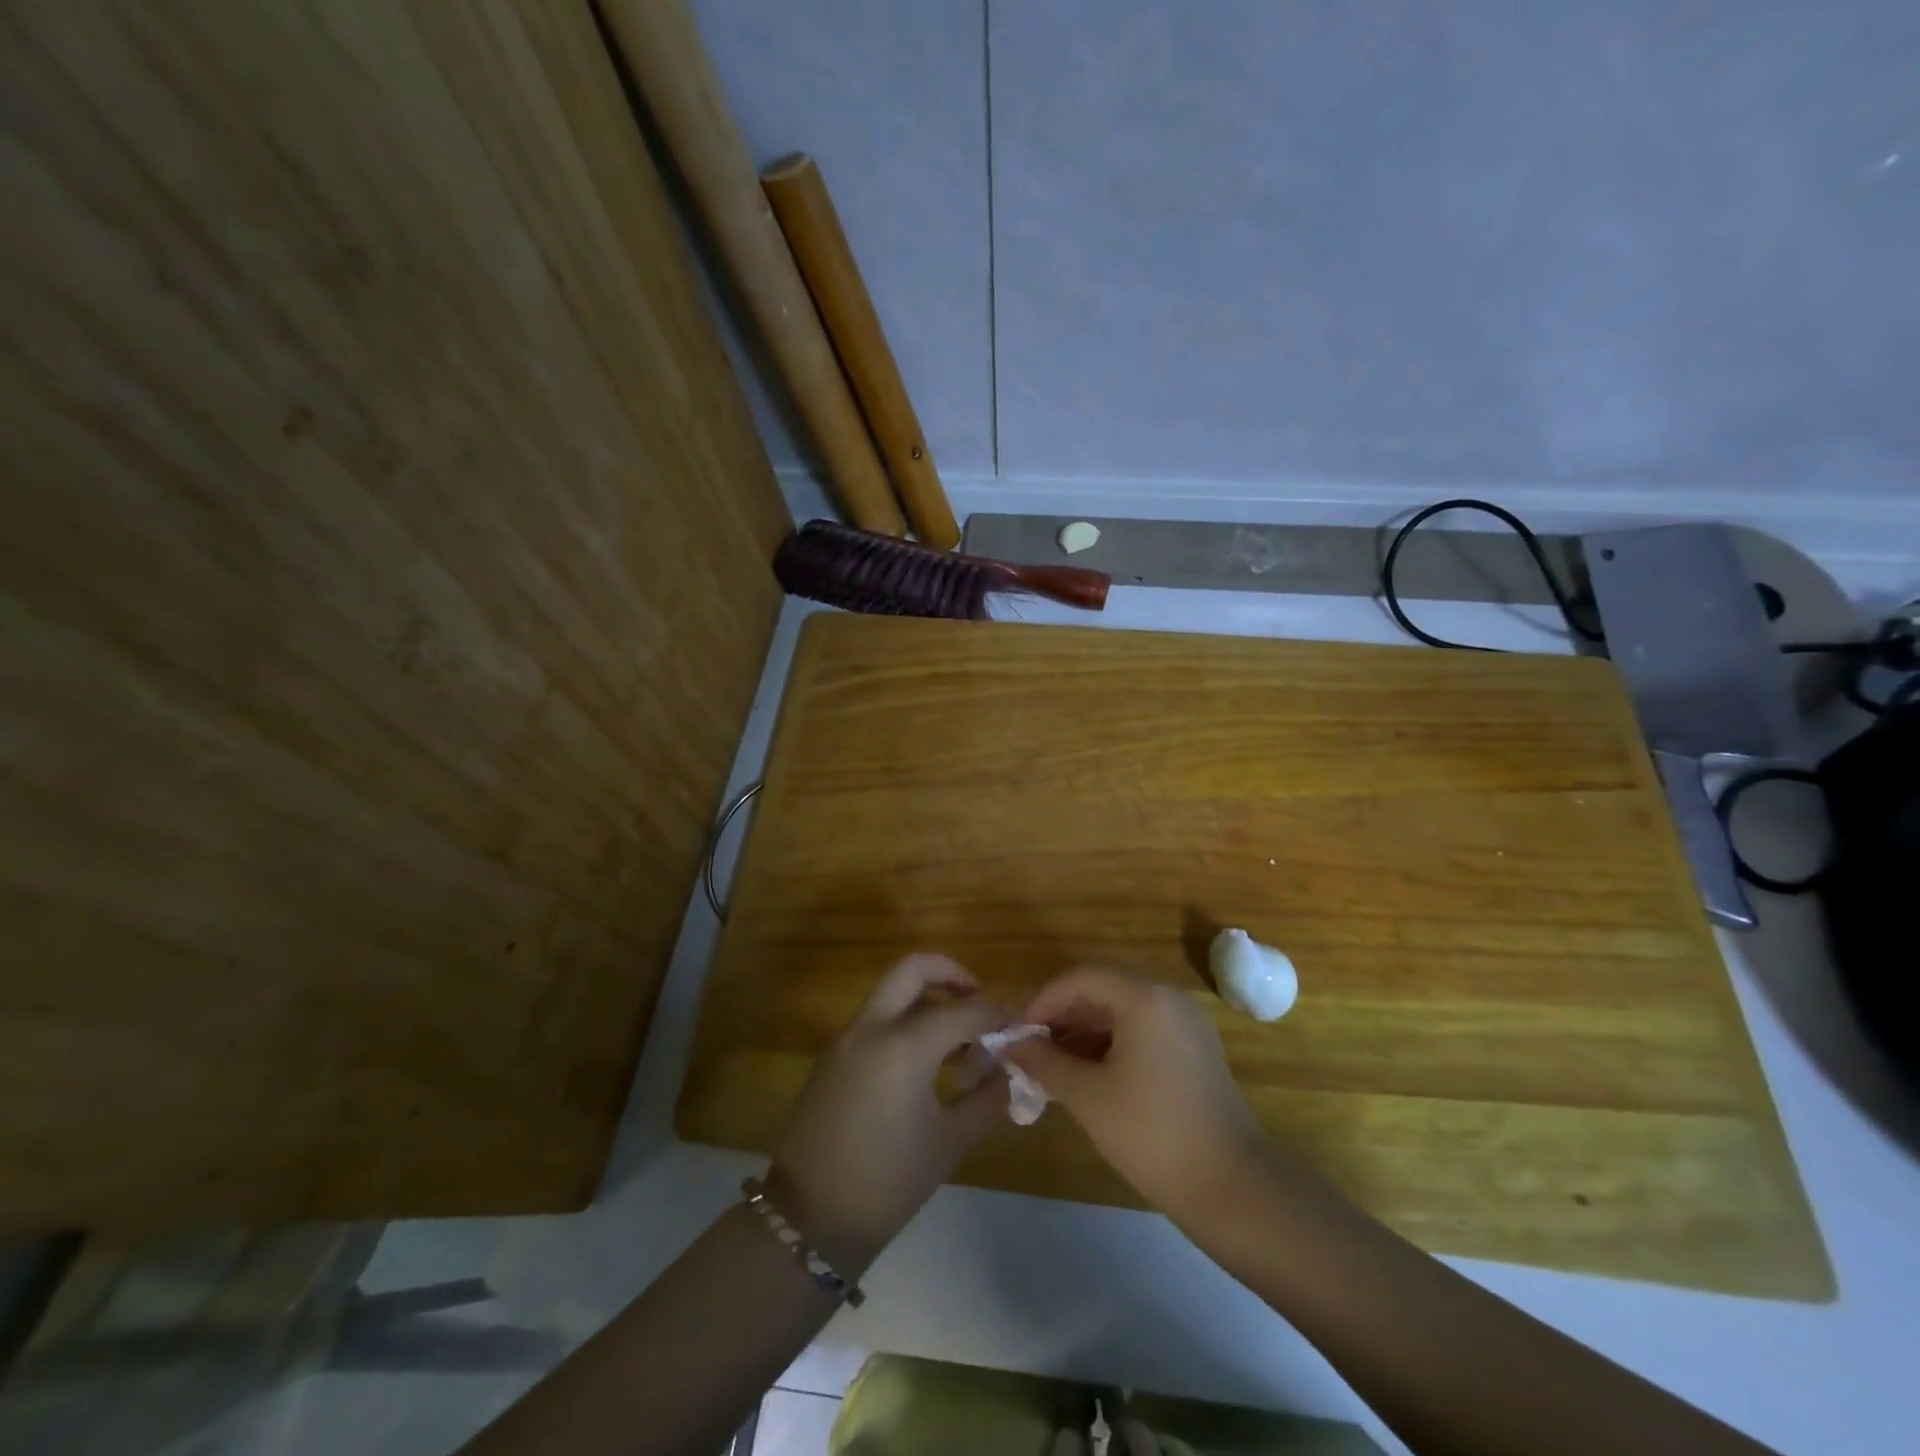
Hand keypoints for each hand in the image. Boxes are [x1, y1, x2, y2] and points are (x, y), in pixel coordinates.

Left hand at [768, 954, 1009, 1274]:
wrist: (806, 1219)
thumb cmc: (886, 1183)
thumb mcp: (948, 1143)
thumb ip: (986, 1100)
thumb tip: (1010, 1074)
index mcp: (903, 1044)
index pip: (964, 1010)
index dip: (998, 1014)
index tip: (1021, 1026)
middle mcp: (871, 1027)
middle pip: (913, 970)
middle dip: (952, 975)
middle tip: (979, 1003)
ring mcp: (846, 1038)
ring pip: (892, 993)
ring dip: (928, 1001)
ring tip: (960, 1043)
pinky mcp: (832, 1056)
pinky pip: (875, 1021)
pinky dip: (905, 1023)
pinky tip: (927, 1063)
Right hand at [1003, 969, 1266, 1223]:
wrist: (1232, 1188)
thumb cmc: (1152, 1134)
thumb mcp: (1088, 1096)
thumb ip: (1045, 1063)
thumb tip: (1013, 1045)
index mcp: (1144, 997)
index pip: (1081, 979)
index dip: (1043, 1002)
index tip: (1018, 1035)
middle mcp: (1168, 998)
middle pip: (1102, 991)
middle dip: (1063, 1019)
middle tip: (1032, 1053)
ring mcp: (1187, 1024)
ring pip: (1122, 1013)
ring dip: (1085, 1034)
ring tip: (1054, 1070)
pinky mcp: (1195, 1050)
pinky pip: (1143, 1031)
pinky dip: (1112, 1046)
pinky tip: (1090, 1078)